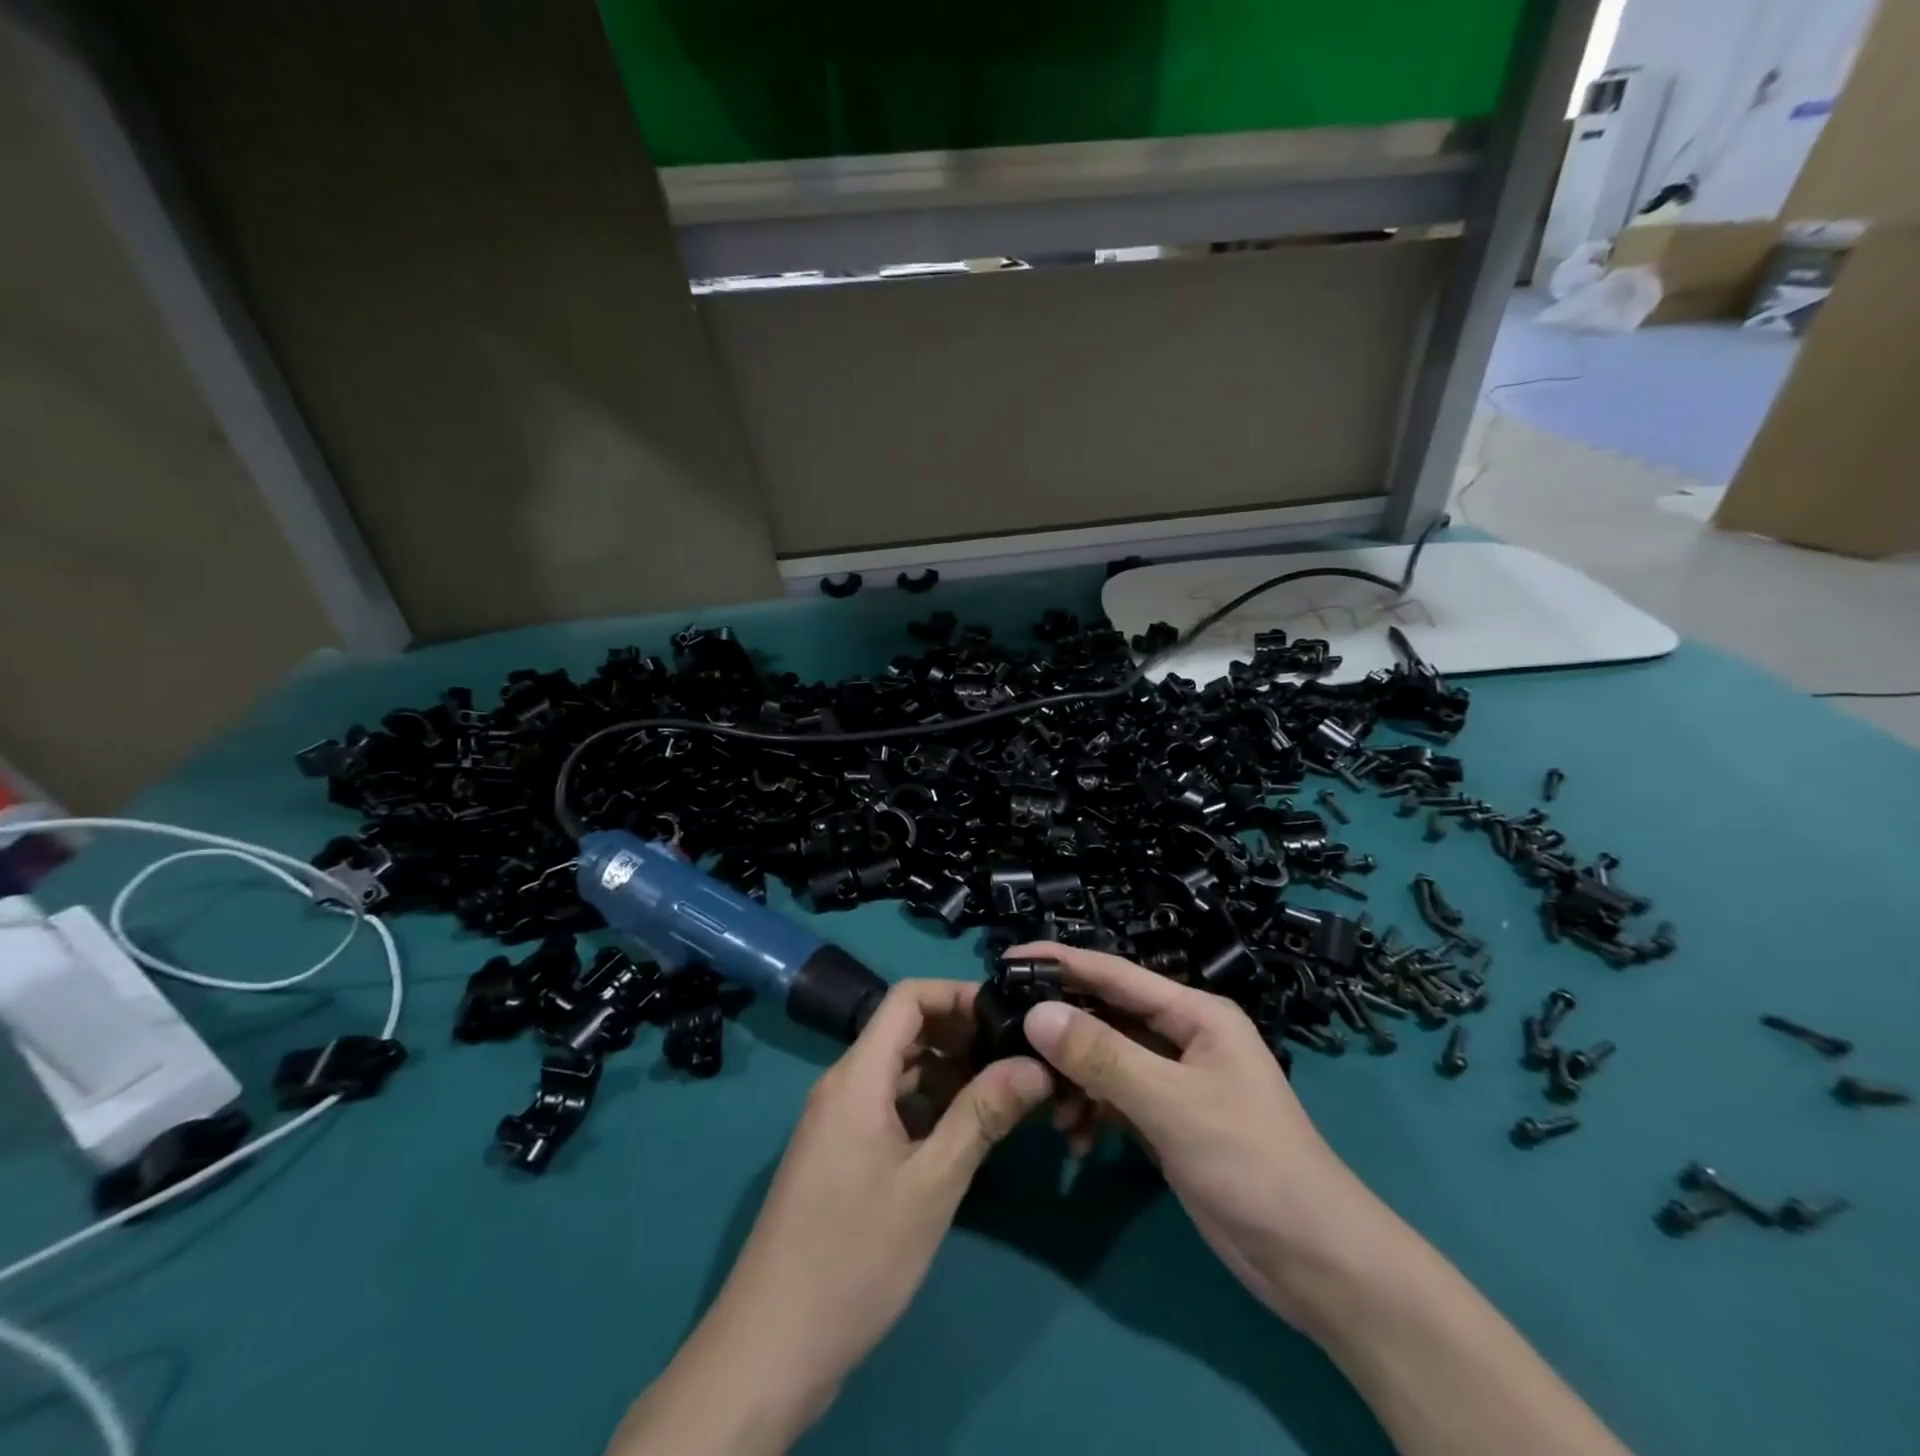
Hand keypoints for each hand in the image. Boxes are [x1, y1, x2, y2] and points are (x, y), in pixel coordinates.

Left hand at [612, 980, 1051, 1454]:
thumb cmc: (855, 1256)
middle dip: (960, 1035)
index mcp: (857, 1075)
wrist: (770, 1347)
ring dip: (947, 1073)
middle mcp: (843, 1084)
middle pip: (905, 1031)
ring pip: (899, 1071)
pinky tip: (962, 1134)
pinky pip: (888, 1106)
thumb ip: (982, 1114)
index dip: (957, 994)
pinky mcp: (839, 1153)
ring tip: (1001, 1094)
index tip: (1006, 1014)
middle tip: (1016, 1057)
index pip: (907, 998)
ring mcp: (837, 1120)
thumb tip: (1035, 1063)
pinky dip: (927, 1106)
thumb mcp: (931, 1184)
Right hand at [1012, 943, 1392, 1331]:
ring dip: (1074, 1081)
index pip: (1116, 973)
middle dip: (1061, 1030)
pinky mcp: (1168, 1120)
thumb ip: (1102, 1056)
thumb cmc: (1250, 1163)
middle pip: (1106, 1016)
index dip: (1062, 961)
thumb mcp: (1171, 1103)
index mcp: (1195, 1013)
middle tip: (1007, 1038)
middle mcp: (1182, 1036)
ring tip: (1048, 1111)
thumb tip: (1036, 1013)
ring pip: (1105, 1060)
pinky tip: (1077, 1140)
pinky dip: (1092, 1112)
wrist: (1313, 1261)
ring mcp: (1175, 1080)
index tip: (1008, 957)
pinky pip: (1115, 1098)